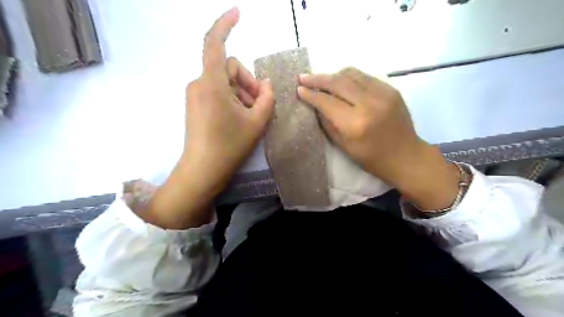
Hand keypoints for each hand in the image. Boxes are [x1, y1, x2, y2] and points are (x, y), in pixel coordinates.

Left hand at [143, 8, 273, 227]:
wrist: (203, 170)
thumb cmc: (229, 146)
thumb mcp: (257, 122)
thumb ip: (267, 98)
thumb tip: (267, 84)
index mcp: (211, 84)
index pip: (214, 44)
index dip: (225, 25)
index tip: (238, 13)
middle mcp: (199, 83)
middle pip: (230, 68)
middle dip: (248, 82)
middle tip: (259, 105)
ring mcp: (196, 95)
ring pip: (225, 81)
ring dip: (242, 93)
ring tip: (251, 116)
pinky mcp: (196, 104)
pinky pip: (218, 92)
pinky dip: (233, 99)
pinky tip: (240, 118)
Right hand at [297, 67, 459, 209]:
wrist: (405, 155)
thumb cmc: (371, 158)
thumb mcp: (343, 146)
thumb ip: (327, 123)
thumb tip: (315, 104)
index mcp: (355, 124)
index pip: (327, 102)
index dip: (311, 94)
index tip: (299, 89)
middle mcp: (369, 103)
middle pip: (338, 82)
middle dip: (318, 79)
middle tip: (303, 77)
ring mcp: (382, 93)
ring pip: (351, 74)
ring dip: (333, 75)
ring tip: (321, 79)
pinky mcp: (390, 88)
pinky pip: (364, 76)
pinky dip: (349, 77)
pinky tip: (341, 83)